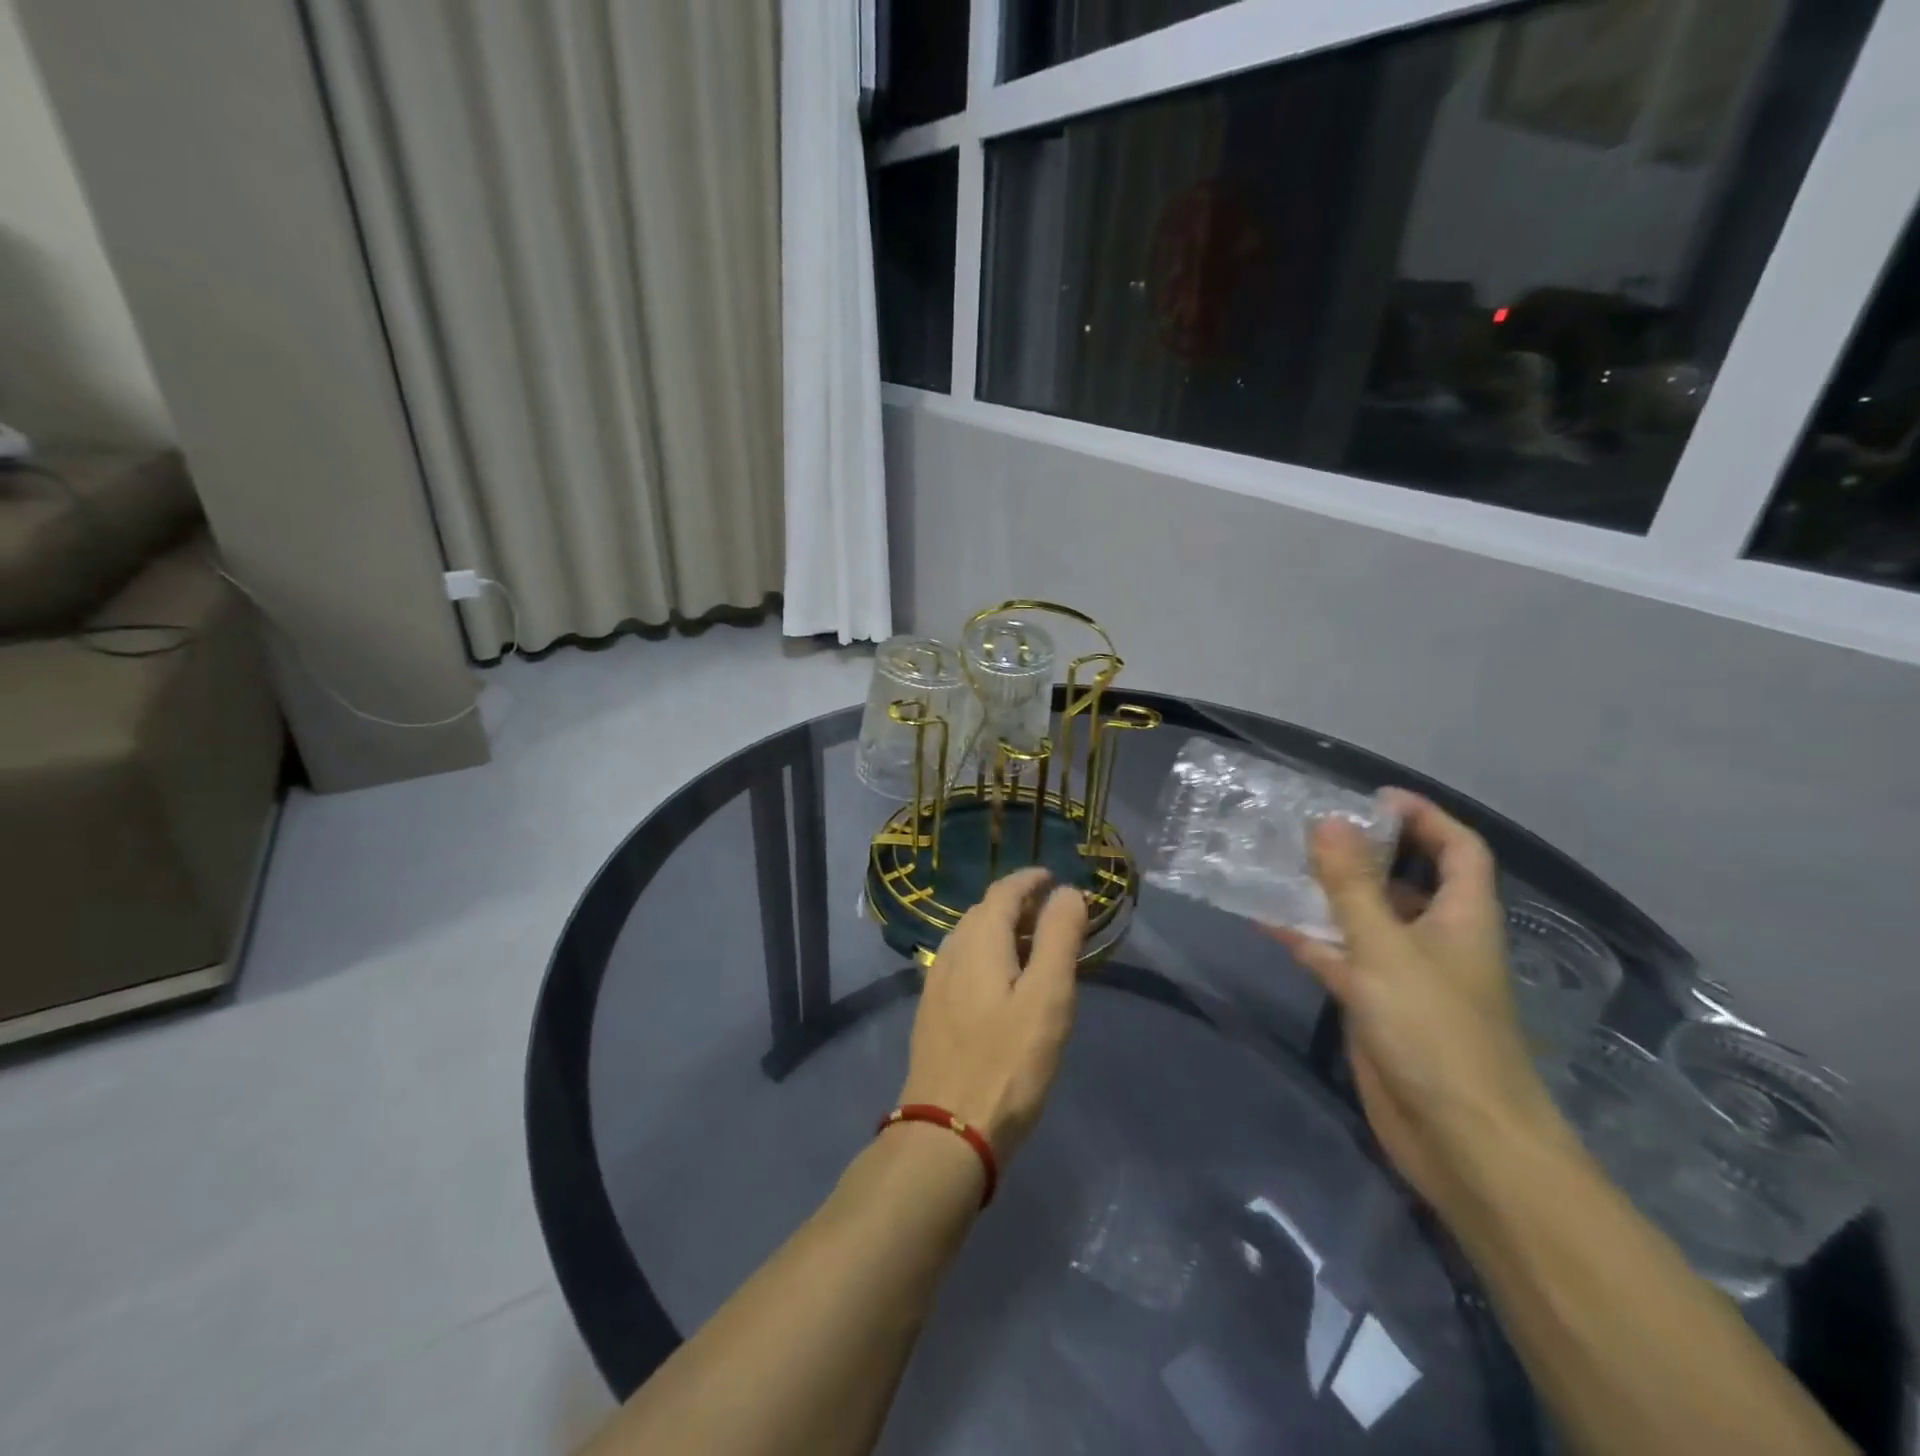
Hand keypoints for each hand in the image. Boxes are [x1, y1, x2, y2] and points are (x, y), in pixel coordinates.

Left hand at [898, 868, 1088, 1159]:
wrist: (947, 1130)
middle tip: (1051, 916)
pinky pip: (962, 964)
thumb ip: (1058, 939)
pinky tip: (1002, 984)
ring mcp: (936, 983)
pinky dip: (987, 956)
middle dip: (1017, 904)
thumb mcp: (1048, 998)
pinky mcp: (932, 1012)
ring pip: (970, 939)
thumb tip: (1067, 892)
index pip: (1003, 892)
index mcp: (979, 942)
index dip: (1029, 880)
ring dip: (1001, 931)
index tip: (1053, 879)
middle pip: (984, 912)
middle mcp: (951, 952)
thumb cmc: (1007, 1062)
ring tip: (1032, 948)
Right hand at [1271, 790, 1558, 1210]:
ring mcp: (1402, 973)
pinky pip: (1335, 956)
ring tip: (1277, 861)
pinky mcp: (1373, 1004)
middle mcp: (1435, 937)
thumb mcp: (1387, 948)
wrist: (1458, 1139)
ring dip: (1326, 892)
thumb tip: (1326, 821)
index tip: (1373, 798)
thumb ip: (1352, 884)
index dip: (1425, 816)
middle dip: (1363, 849)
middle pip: (1403, 878)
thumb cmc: (1436, 1031)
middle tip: (1308, 825)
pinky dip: (1305, 937)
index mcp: (1461, 916)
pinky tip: (1264, 918)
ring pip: (1362, 917)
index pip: (1457, 848)